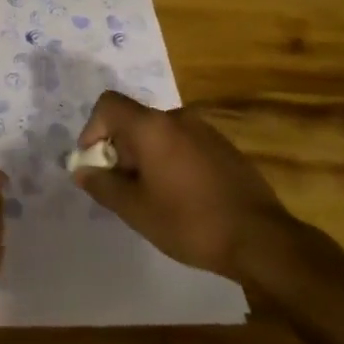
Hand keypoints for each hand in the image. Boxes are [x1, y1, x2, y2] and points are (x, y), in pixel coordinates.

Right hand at [73, 91, 288, 281]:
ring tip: (153, 197)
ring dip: (146, 157)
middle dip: (120, 150)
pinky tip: (182, 198)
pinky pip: (183, 144)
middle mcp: (177, 117)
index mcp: (152, 126)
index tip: (95, 163)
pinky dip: (171, 161)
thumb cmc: (190, 222)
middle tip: (123, 189)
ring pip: (159, 134)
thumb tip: (82, 170)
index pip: (108, 104)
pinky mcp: (224, 147)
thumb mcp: (136, 210)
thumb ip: (103, 185)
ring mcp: (205, 130)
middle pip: (134, 121)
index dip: (92, 129)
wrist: (261, 239)